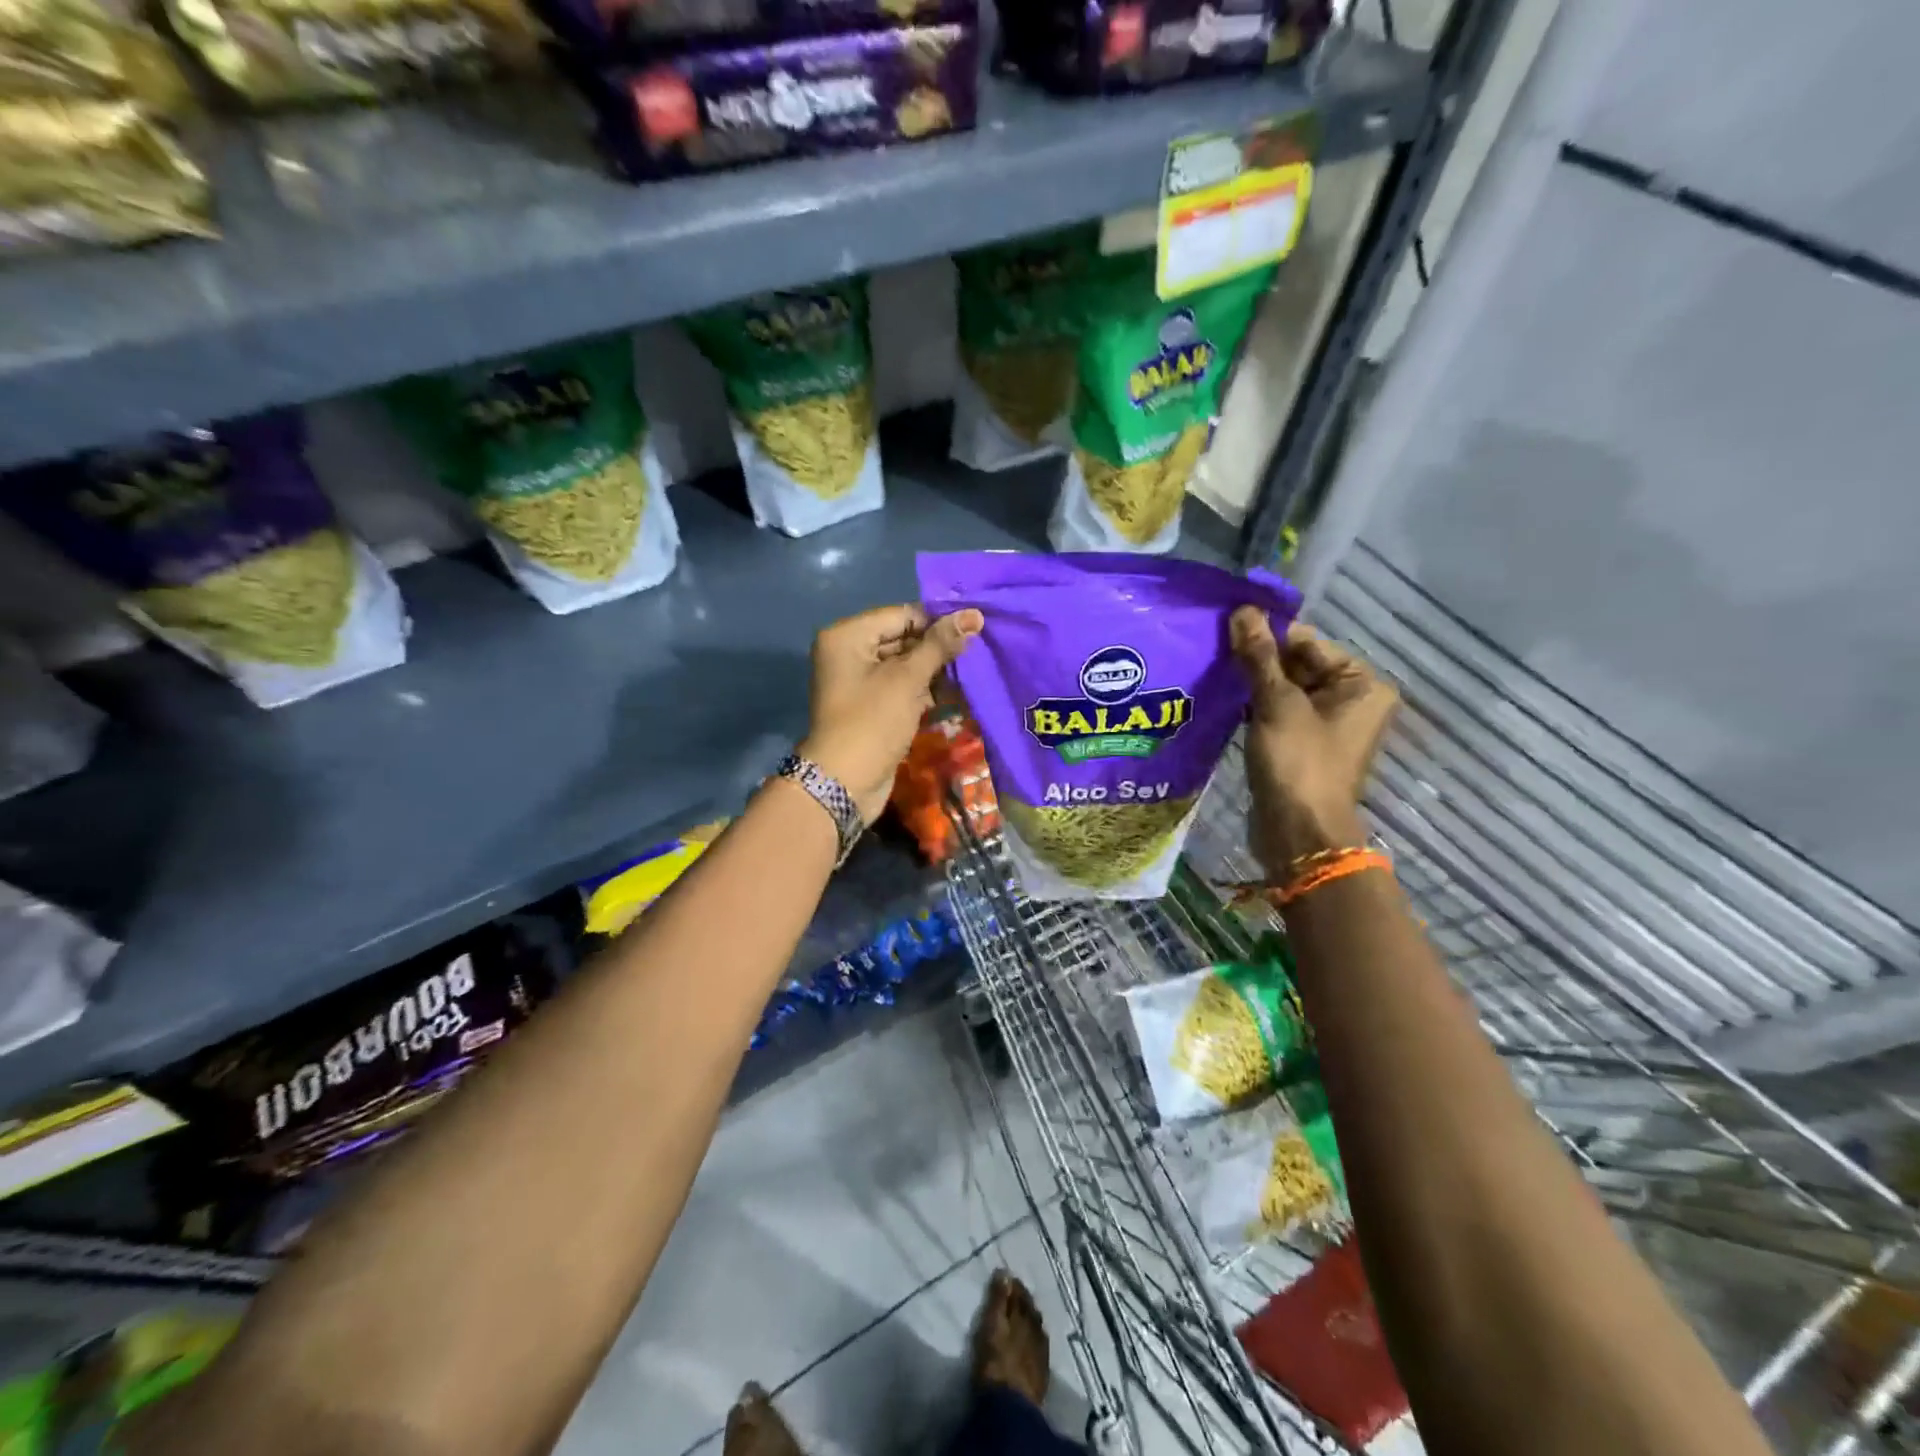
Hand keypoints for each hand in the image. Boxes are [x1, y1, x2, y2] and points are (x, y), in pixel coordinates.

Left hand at [800, 604, 984, 823]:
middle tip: (980, 650)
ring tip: (974, 672)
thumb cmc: (873, 721)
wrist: (844, 783)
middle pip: (904, 638)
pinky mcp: (872, 707)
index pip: (902, 615)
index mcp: (848, 636)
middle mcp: (850, 652)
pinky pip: (903, 688)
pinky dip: (926, 690)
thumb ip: (940, 645)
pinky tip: (957, 694)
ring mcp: (860, 682)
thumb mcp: (908, 679)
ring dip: (937, 671)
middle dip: (939, 647)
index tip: (976, 628)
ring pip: (906, 665)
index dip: (939, 621)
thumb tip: (974, 615)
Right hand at [1229, 605, 1397, 877]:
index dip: (1268, 634)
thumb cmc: (1298, 762)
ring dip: (1251, 682)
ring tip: (1213, 669)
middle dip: (1257, 659)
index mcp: (1362, 684)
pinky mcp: (1302, 744)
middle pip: (1297, 664)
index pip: (1308, 643)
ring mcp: (1326, 725)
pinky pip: (1277, 712)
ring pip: (1283, 689)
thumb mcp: (1277, 704)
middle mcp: (1350, 700)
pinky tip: (1223, 698)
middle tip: (1213, 647)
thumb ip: (1258, 657)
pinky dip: (1253, 705)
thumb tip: (1242, 611)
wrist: (1298, 832)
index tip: (1226, 627)